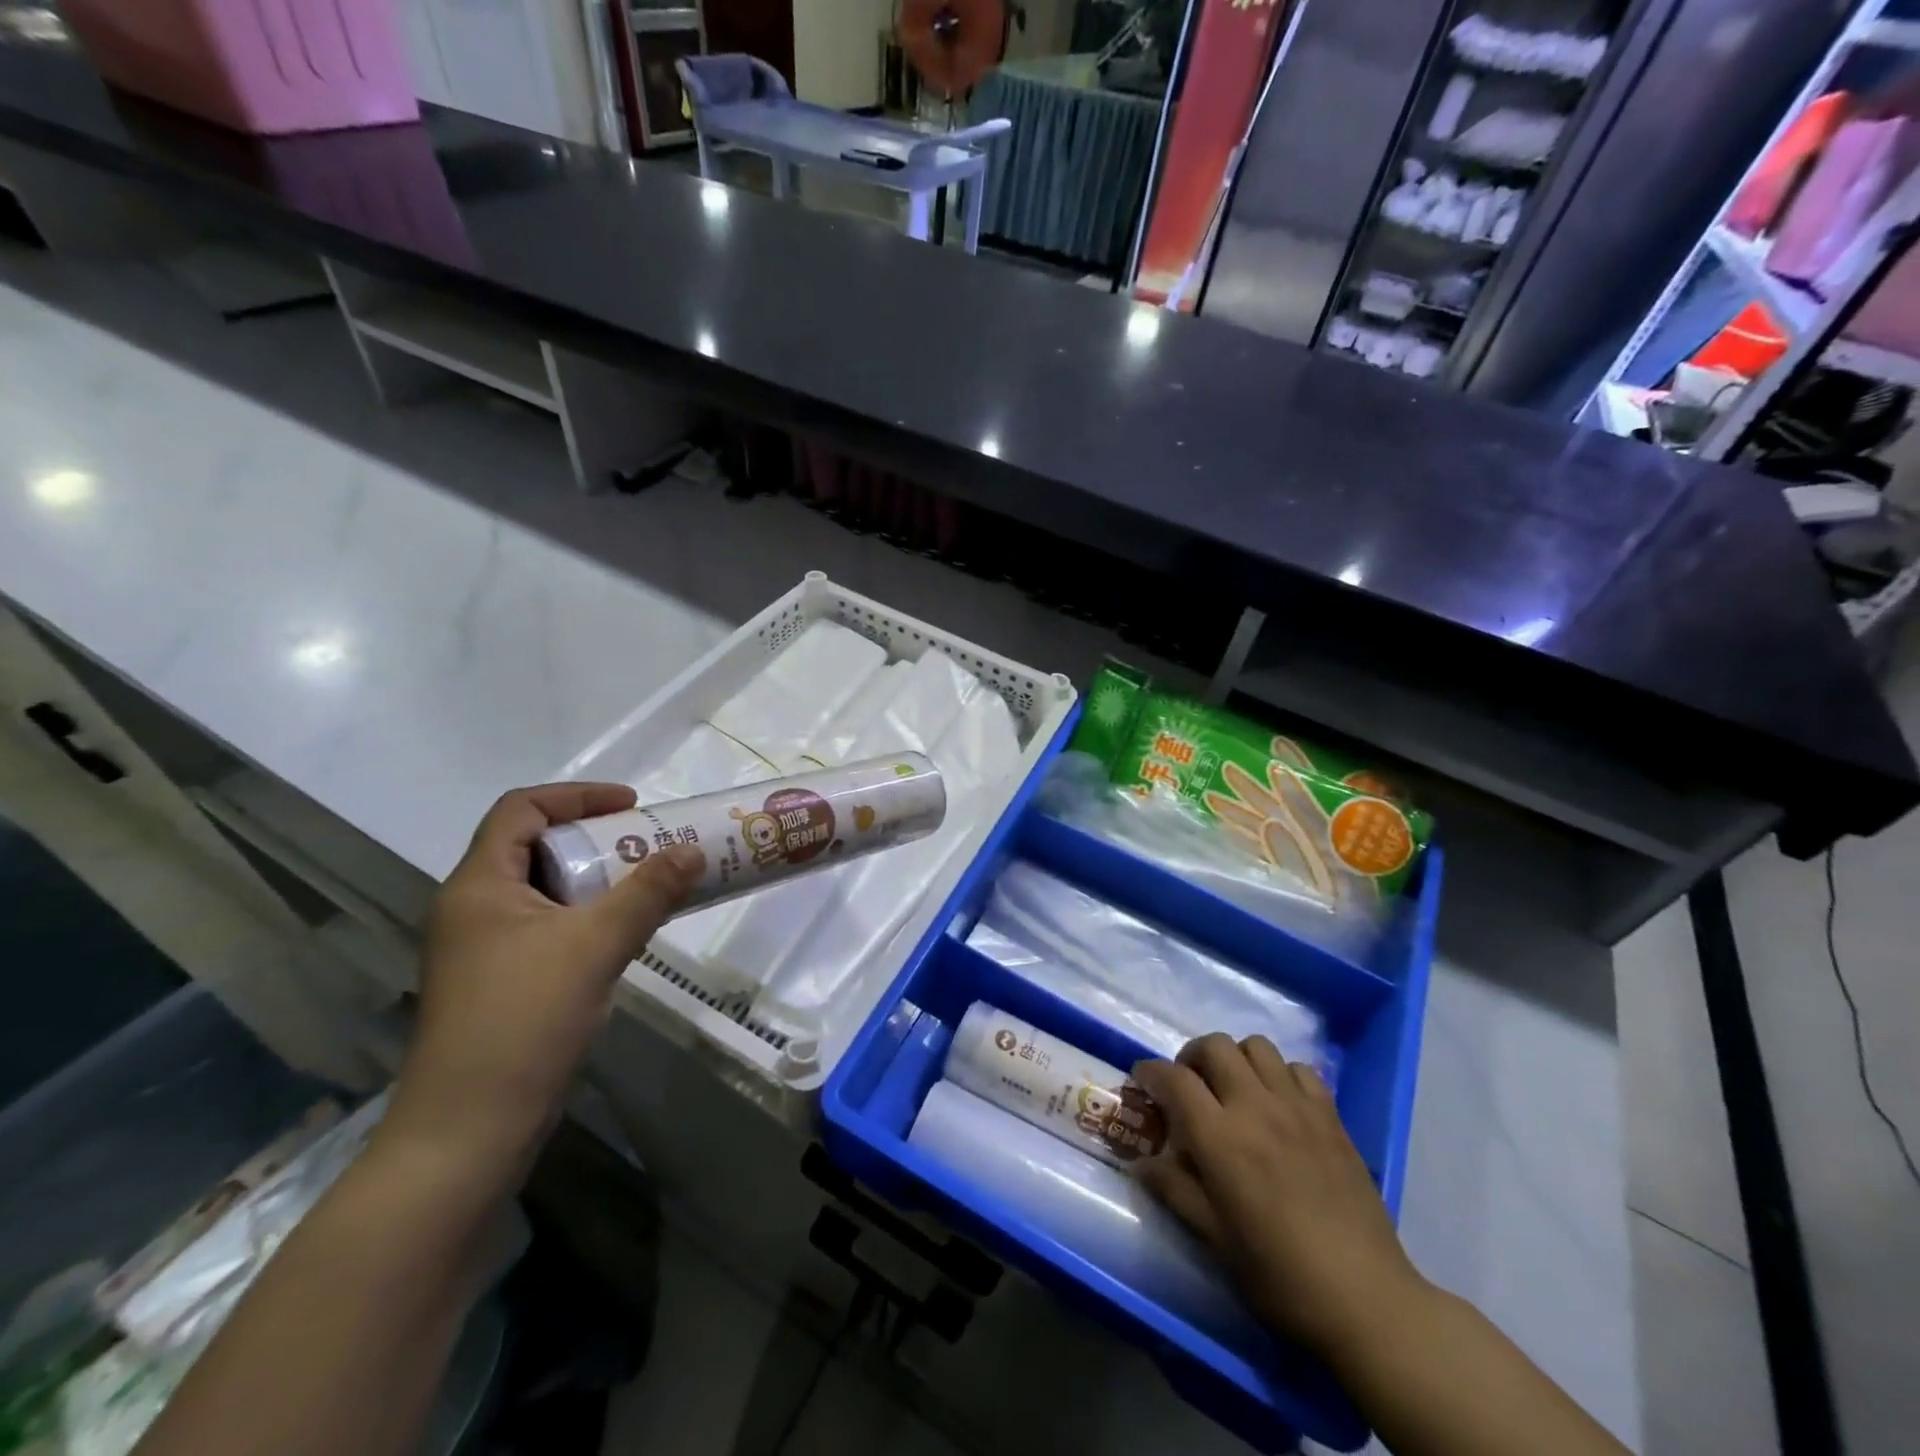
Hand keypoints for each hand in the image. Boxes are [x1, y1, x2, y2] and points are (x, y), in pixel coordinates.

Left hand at [383, 783, 700, 1187]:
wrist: (470, 1129)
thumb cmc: (524, 1020)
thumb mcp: (595, 945)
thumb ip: (648, 893)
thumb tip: (693, 852)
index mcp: (479, 885)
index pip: (520, 810)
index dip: (576, 797)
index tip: (631, 806)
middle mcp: (475, 907)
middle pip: (535, 847)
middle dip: (596, 838)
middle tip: (650, 845)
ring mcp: (485, 948)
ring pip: (546, 890)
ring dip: (597, 879)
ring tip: (649, 884)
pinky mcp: (502, 981)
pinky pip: (550, 927)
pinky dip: (588, 916)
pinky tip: (624, 934)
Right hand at [1133, 1034, 1429, 1361]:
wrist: (1367, 1299)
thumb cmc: (1280, 1276)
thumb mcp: (1215, 1239)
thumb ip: (1175, 1190)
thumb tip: (1142, 1163)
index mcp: (1221, 1138)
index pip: (1174, 1079)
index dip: (1150, 1072)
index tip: (1141, 1080)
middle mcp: (1256, 1107)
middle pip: (1214, 1046)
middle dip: (1191, 1057)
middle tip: (1188, 1085)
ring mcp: (1297, 1107)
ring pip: (1257, 1046)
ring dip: (1235, 1058)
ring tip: (1233, 1088)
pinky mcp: (1331, 1117)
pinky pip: (1299, 1068)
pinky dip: (1280, 1074)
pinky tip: (1279, 1104)